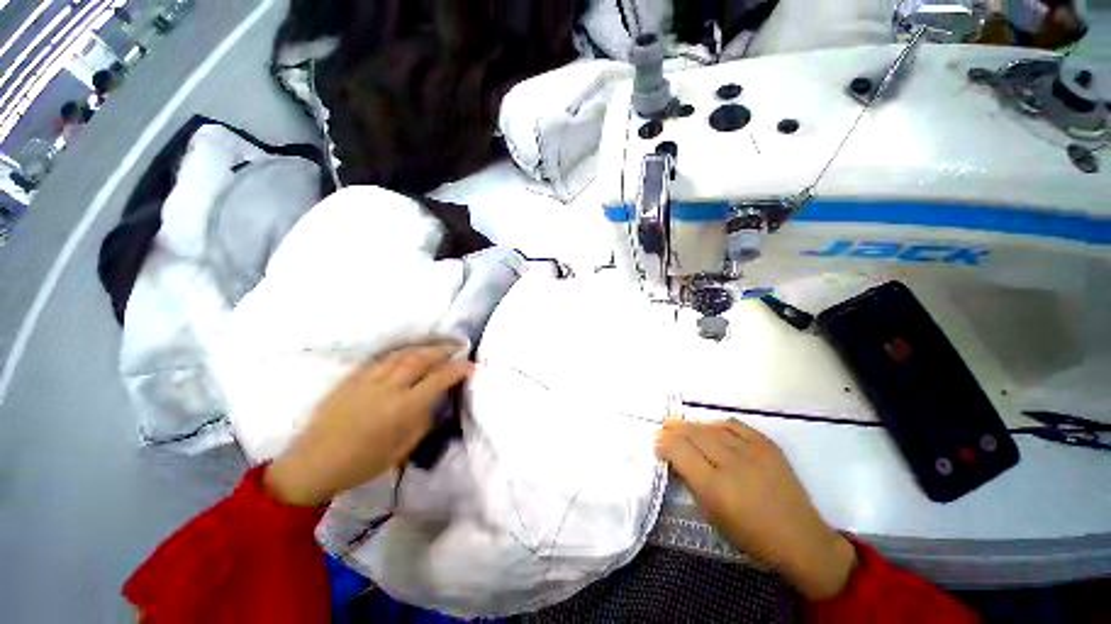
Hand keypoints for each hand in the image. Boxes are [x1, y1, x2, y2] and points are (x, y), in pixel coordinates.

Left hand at [264, 344, 472, 506]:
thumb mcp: (403, 448)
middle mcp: (388, 388)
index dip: (458, 369)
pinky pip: (383, 359)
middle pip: (421, 358)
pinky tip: (408, 355)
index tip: (471, 366)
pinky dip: (401, 354)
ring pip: (402, 354)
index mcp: (403, 408)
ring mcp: (367, 380)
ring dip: (424, 348)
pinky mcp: (352, 378)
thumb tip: (435, 399)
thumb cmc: (362, 463)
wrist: (313, 464)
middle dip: (443, 351)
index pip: (439, 379)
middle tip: (457, 348)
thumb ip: (424, 419)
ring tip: (436, 348)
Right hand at [655, 420, 856, 599]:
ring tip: (680, 424)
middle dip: (673, 429)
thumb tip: (676, 459)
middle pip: (693, 434)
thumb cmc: (751, 536)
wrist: (801, 538)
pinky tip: (710, 427)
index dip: (664, 443)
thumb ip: (692, 483)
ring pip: (711, 427)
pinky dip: (718, 424)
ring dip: (691, 425)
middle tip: (663, 427)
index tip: (656, 443)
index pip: (679, 451)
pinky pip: (735, 425)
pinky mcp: (767, 445)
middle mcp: (731, 463)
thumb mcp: (712, 516)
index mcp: (715, 487)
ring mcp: (752, 451)